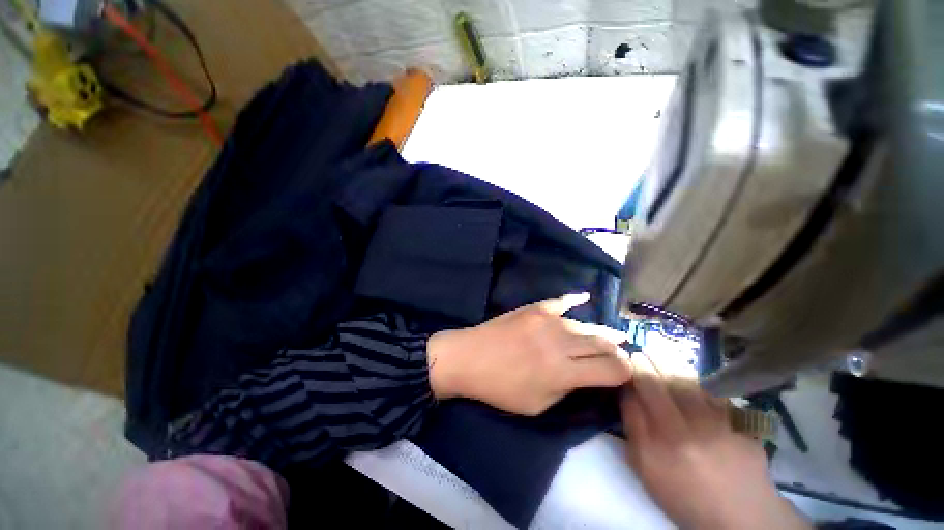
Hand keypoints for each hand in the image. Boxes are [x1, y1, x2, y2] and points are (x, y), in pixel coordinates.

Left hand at [427, 293, 633, 415]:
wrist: (470, 358)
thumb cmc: (500, 387)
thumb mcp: (538, 404)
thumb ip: (567, 389)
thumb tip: (586, 374)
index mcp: (563, 371)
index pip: (611, 369)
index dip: (624, 372)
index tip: (626, 374)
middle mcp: (561, 342)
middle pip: (602, 343)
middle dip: (617, 351)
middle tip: (621, 355)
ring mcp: (547, 320)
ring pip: (585, 324)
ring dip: (602, 332)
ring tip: (615, 335)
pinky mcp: (534, 308)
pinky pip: (560, 301)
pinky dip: (574, 299)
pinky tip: (585, 296)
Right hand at [621, 352, 809, 529]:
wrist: (739, 516)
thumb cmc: (684, 495)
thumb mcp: (645, 470)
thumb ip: (634, 430)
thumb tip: (628, 393)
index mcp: (653, 449)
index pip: (632, 400)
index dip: (627, 378)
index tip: (624, 365)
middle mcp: (680, 434)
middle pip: (655, 385)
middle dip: (643, 362)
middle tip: (638, 350)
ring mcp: (712, 428)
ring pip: (683, 382)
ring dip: (666, 360)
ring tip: (656, 347)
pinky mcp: (736, 424)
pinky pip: (709, 392)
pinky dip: (694, 376)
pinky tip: (684, 367)